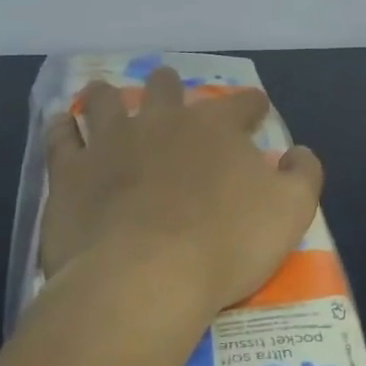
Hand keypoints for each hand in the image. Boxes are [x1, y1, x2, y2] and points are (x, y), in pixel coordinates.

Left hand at [38, 68, 323, 326]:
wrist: (143, 280)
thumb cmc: (225, 244)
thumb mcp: (292, 211)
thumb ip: (304, 174)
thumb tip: (298, 153)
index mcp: (216, 127)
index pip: (242, 103)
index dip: (252, 105)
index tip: (256, 112)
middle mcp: (163, 121)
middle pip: (166, 88)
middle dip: (170, 86)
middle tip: (169, 91)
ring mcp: (111, 143)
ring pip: (106, 102)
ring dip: (108, 96)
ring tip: (104, 94)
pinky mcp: (70, 173)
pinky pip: (61, 138)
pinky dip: (62, 127)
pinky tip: (62, 122)